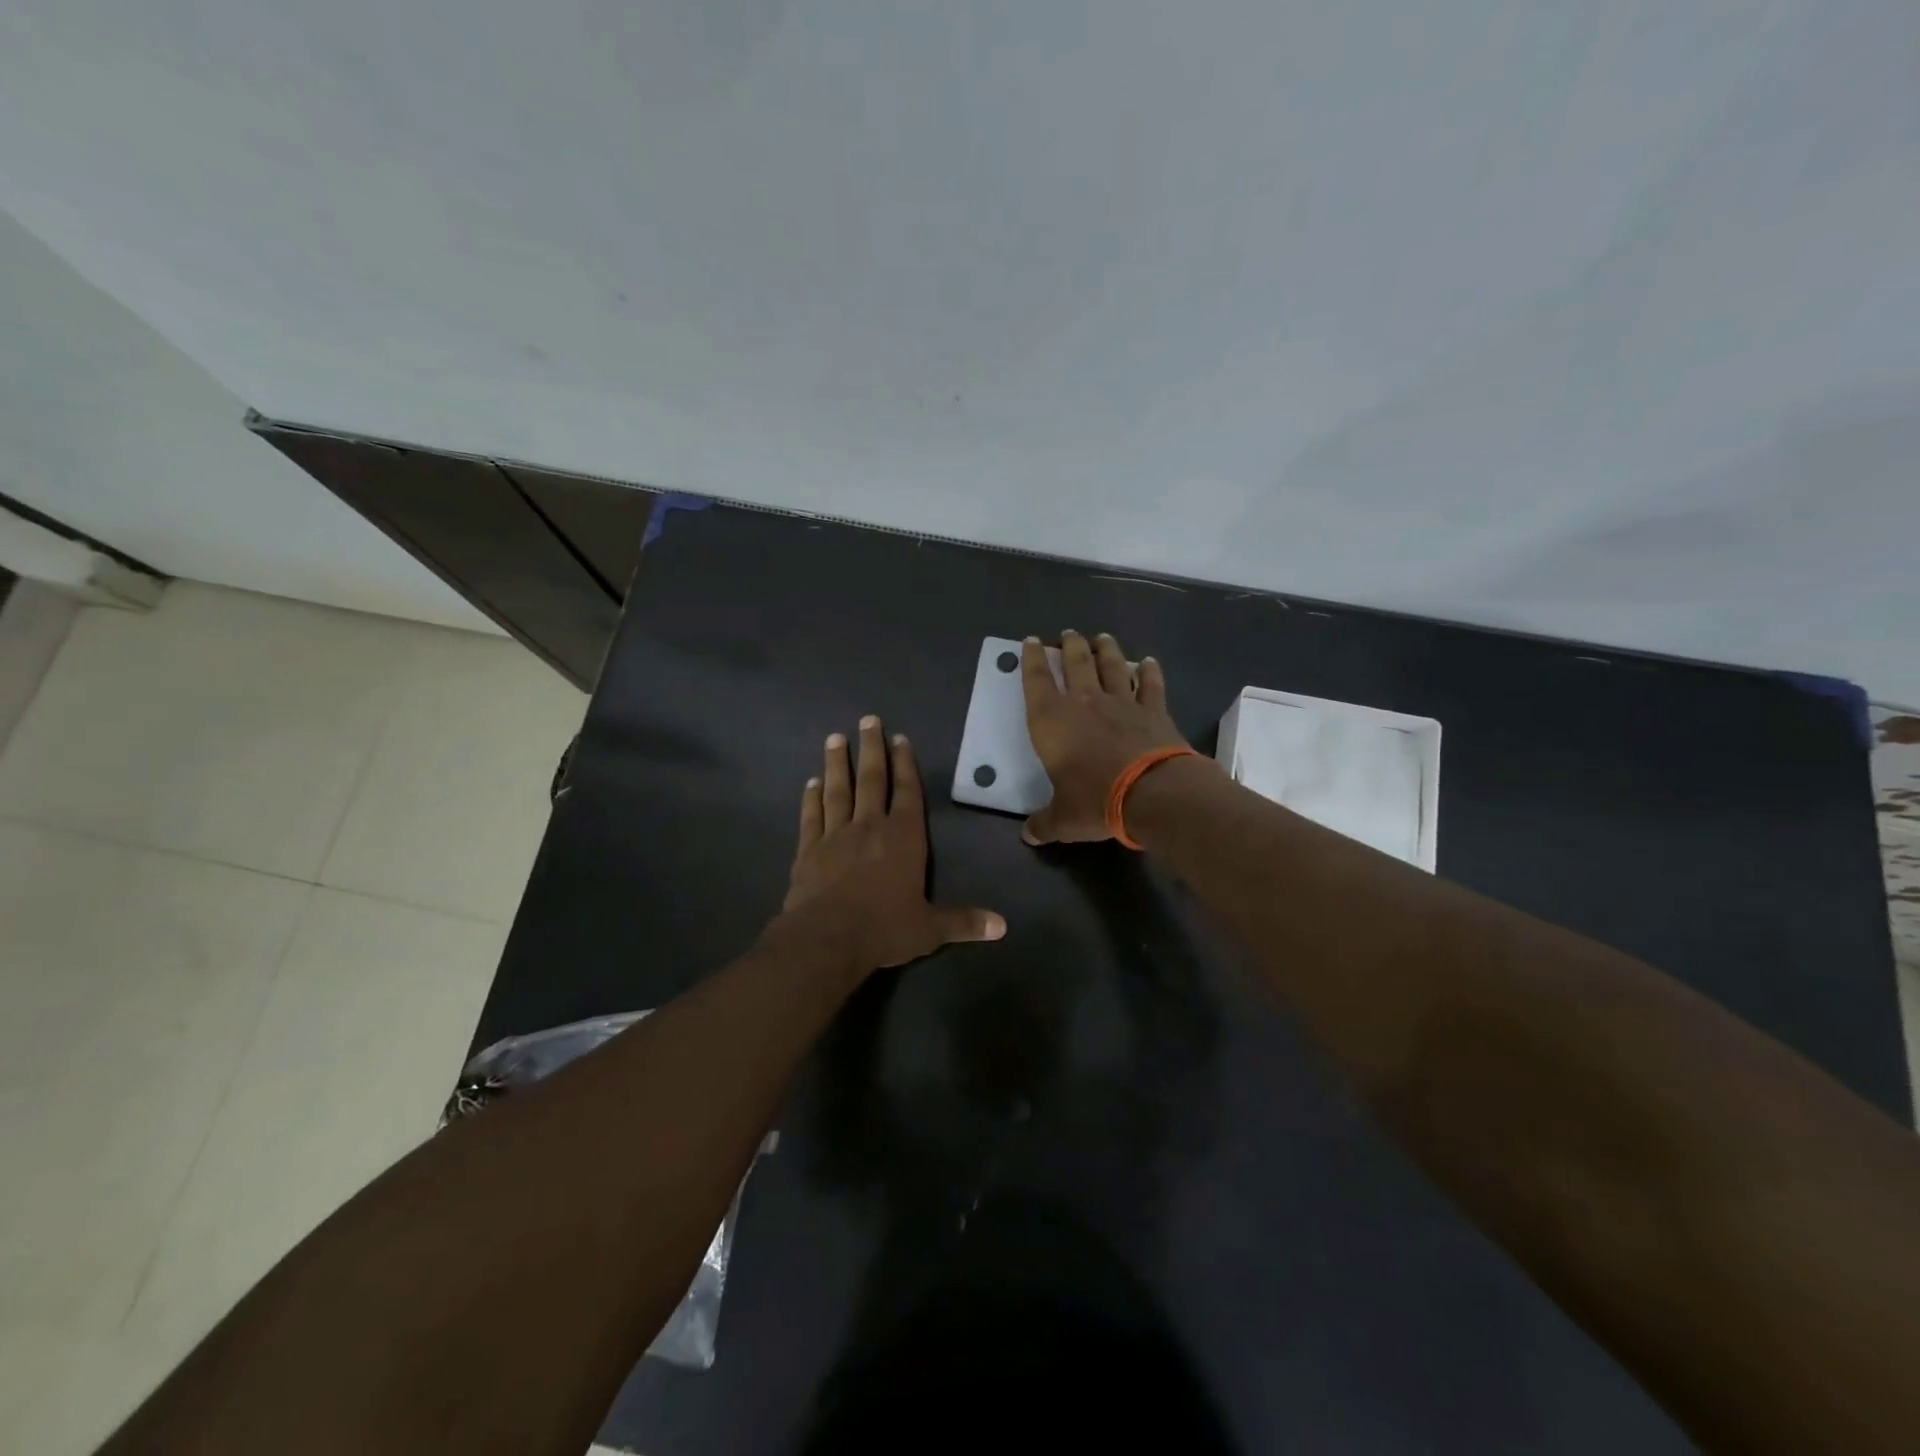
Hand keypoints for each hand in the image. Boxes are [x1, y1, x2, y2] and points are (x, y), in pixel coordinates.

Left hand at [777, 715, 1005, 972]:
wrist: (827, 939)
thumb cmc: (884, 929)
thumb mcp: (930, 929)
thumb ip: (964, 921)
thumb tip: (1003, 926)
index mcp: (904, 838)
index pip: (907, 792)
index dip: (905, 765)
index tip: (899, 739)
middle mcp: (870, 827)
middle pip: (872, 780)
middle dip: (871, 748)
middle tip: (867, 720)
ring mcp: (836, 835)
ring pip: (838, 791)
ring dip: (837, 764)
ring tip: (835, 738)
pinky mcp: (808, 850)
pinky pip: (811, 816)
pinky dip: (811, 798)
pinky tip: (811, 782)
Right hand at [1020, 631, 1191, 844]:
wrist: (1153, 793)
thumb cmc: (1096, 801)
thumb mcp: (1063, 819)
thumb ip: (1044, 823)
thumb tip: (1029, 835)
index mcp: (1052, 721)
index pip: (1036, 681)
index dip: (1030, 659)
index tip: (1030, 641)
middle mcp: (1084, 702)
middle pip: (1075, 662)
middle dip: (1069, 646)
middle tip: (1068, 634)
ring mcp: (1122, 703)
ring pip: (1112, 665)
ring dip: (1106, 649)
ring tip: (1102, 637)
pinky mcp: (1154, 711)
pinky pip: (1151, 684)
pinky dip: (1150, 671)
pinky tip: (1149, 662)